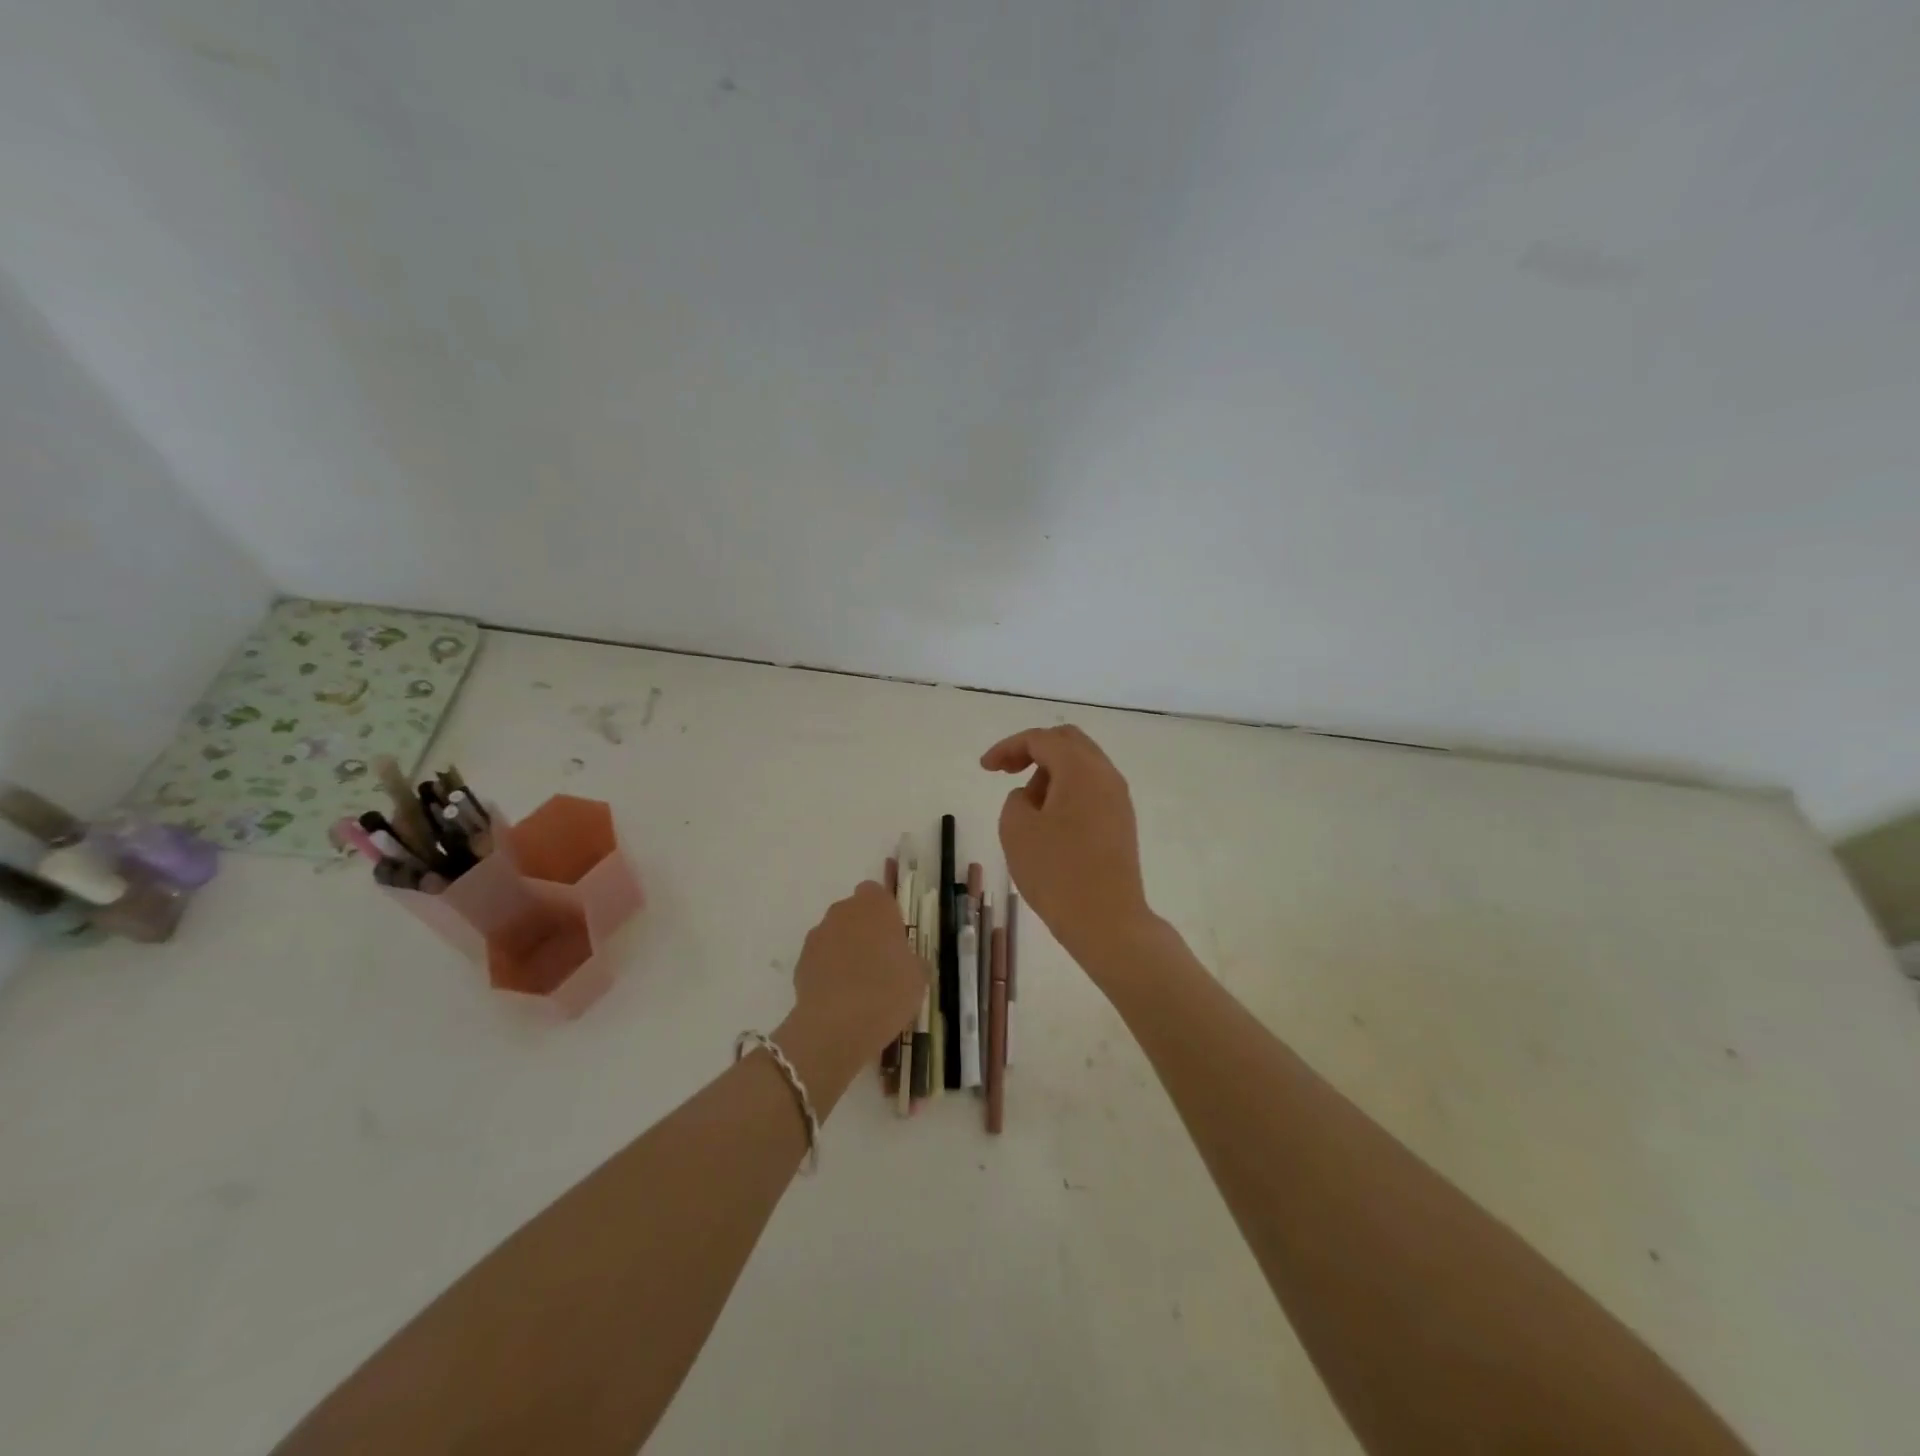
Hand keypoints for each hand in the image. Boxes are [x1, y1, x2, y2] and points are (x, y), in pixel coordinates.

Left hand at [775, 882, 926, 1110]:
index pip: (876, 893)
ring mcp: (818, 936)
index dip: (885, 913)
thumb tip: (906, 962)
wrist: (837, 1025)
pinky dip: (828, 972)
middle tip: (879, 962)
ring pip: (834, 935)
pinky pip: (820, 960)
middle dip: (863, 930)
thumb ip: (912, 960)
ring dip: (844, 950)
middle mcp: (843, 912)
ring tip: (858, 985)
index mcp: (875, 905)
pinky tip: (840, 998)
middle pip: (853, 912)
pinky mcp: (800, 962)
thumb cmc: (888, 991)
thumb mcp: (918, 976)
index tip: (894, 937)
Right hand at [981, 725, 1152, 966]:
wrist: (1107, 921)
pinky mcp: (1121, 823)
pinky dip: (1067, 790)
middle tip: (1006, 771)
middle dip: (1033, 750)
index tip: (985, 768)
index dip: (1008, 747)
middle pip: (1068, 742)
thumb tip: (1033, 797)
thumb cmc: (1057, 872)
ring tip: (1027, 804)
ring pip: (1082, 766)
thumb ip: (1017, 799)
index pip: (1041, 739)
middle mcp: (1106, 776)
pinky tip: (1049, 820)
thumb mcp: (1016, 829)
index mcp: (1081, 769)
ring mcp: (1119, 800)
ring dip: (1050, 772)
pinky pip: (1091, 789)